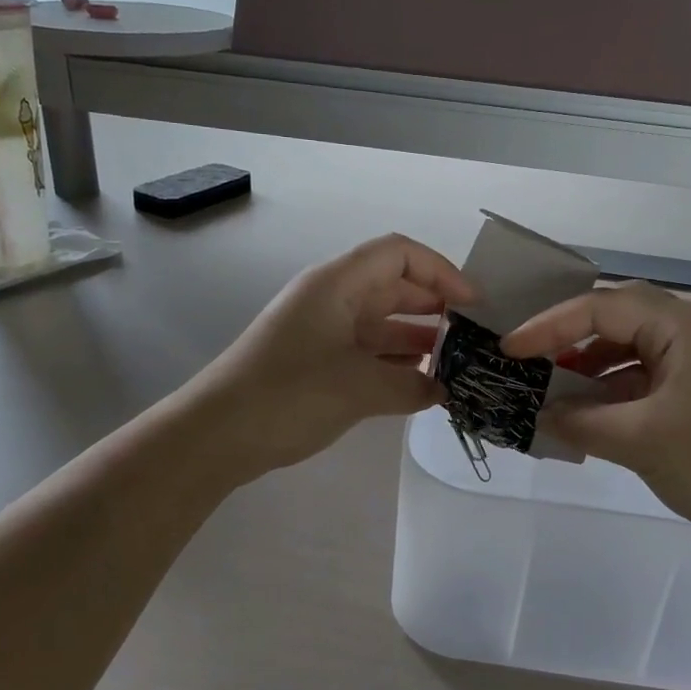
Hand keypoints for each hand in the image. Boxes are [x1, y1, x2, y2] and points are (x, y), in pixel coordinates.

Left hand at [191, 233, 474, 477]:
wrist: (218, 434)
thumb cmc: (289, 394)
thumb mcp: (360, 387)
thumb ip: (411, 384)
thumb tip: (443, 389)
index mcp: (337, 284)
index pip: (399, 254)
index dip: (441, 271)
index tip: (472, 304)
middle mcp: (330, 299)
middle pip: (393, 287)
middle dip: (434, 307)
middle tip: (472, 337)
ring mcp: (322, 332)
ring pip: (380, 322)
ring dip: (417, 338)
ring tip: (455, 364)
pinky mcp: (316, 363)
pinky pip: (366, 351)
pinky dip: (394, 362)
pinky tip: (421, 384)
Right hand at [502, 283, 690, 559]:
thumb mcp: (638, 441)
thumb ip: (580, 421)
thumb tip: (541, 414)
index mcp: (683, 324)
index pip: (600, 307)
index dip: (548, 326)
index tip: (510, 350)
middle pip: (617, 319)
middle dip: (568, 341)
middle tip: (528, 363)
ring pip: (632, 348)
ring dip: (591, 368)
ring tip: (553, 393)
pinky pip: (649, 374)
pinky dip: (616, 390)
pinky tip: (591, 415)